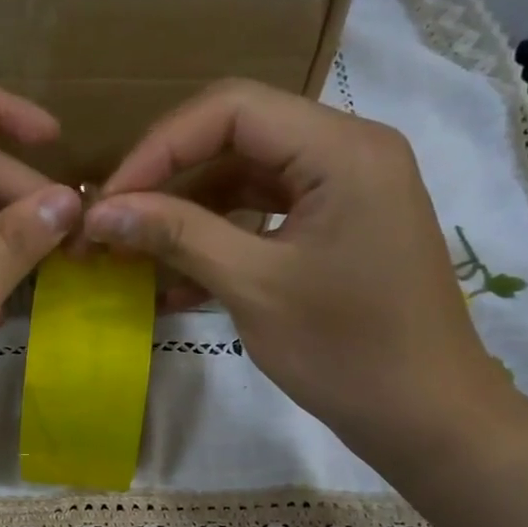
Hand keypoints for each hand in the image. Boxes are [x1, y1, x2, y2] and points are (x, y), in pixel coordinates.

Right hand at [83, 78, 523, 474]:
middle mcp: (349, 151)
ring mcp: (346, 190)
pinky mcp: (339, 227)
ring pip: (247, 178)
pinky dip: (221, 241)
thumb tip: (100, 212)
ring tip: (135, 255)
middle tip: (114, 224)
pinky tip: (177, 284)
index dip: (159, 148)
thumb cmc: (346, 351)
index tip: (110, 199)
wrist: (427, 417)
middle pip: (238, 137)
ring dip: (189, 215)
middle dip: (169, 180)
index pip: (231, 109)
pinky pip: (266, 216)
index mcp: (342, 149)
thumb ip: (177, 236)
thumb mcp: (253, 288)